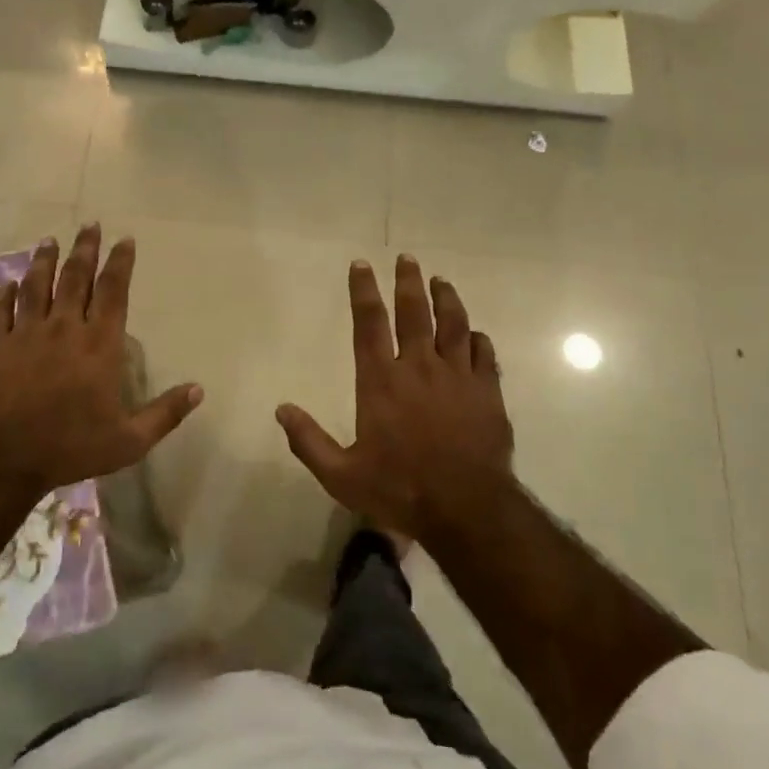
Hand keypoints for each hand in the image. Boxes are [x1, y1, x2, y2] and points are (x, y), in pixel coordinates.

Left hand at [0, 225, 202, 494]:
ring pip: (36, 285)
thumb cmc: (72, 446)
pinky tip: (9, 284)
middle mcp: (64, 327)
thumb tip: (199, 390)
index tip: (125, 239)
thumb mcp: (130, 440)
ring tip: (49, 241)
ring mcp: (26, 333)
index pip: (113, 290)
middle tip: (90, 225)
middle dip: (85, 249)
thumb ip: (165, 413)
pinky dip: (4, 294)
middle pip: (75, 277)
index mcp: (99, 343)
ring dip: (44, 261)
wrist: (5, 458)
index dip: (120, 262)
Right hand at [278, 256, 514, 542]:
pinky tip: (475, 333)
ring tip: (440, 281)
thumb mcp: (341, 476)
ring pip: (454, 324)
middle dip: (408, 282)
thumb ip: (309, 441)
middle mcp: (419, 368)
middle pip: (415, 312)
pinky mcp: (487, 393)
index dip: (363, 291)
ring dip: (446, 299)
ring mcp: (458, 377)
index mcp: (381, 381)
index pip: (369, 324)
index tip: (361, 265)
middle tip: (407, 258)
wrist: (467, 510)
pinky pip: (484, 354)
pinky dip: (477, 338)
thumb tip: (281, 410)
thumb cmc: (400, 489)